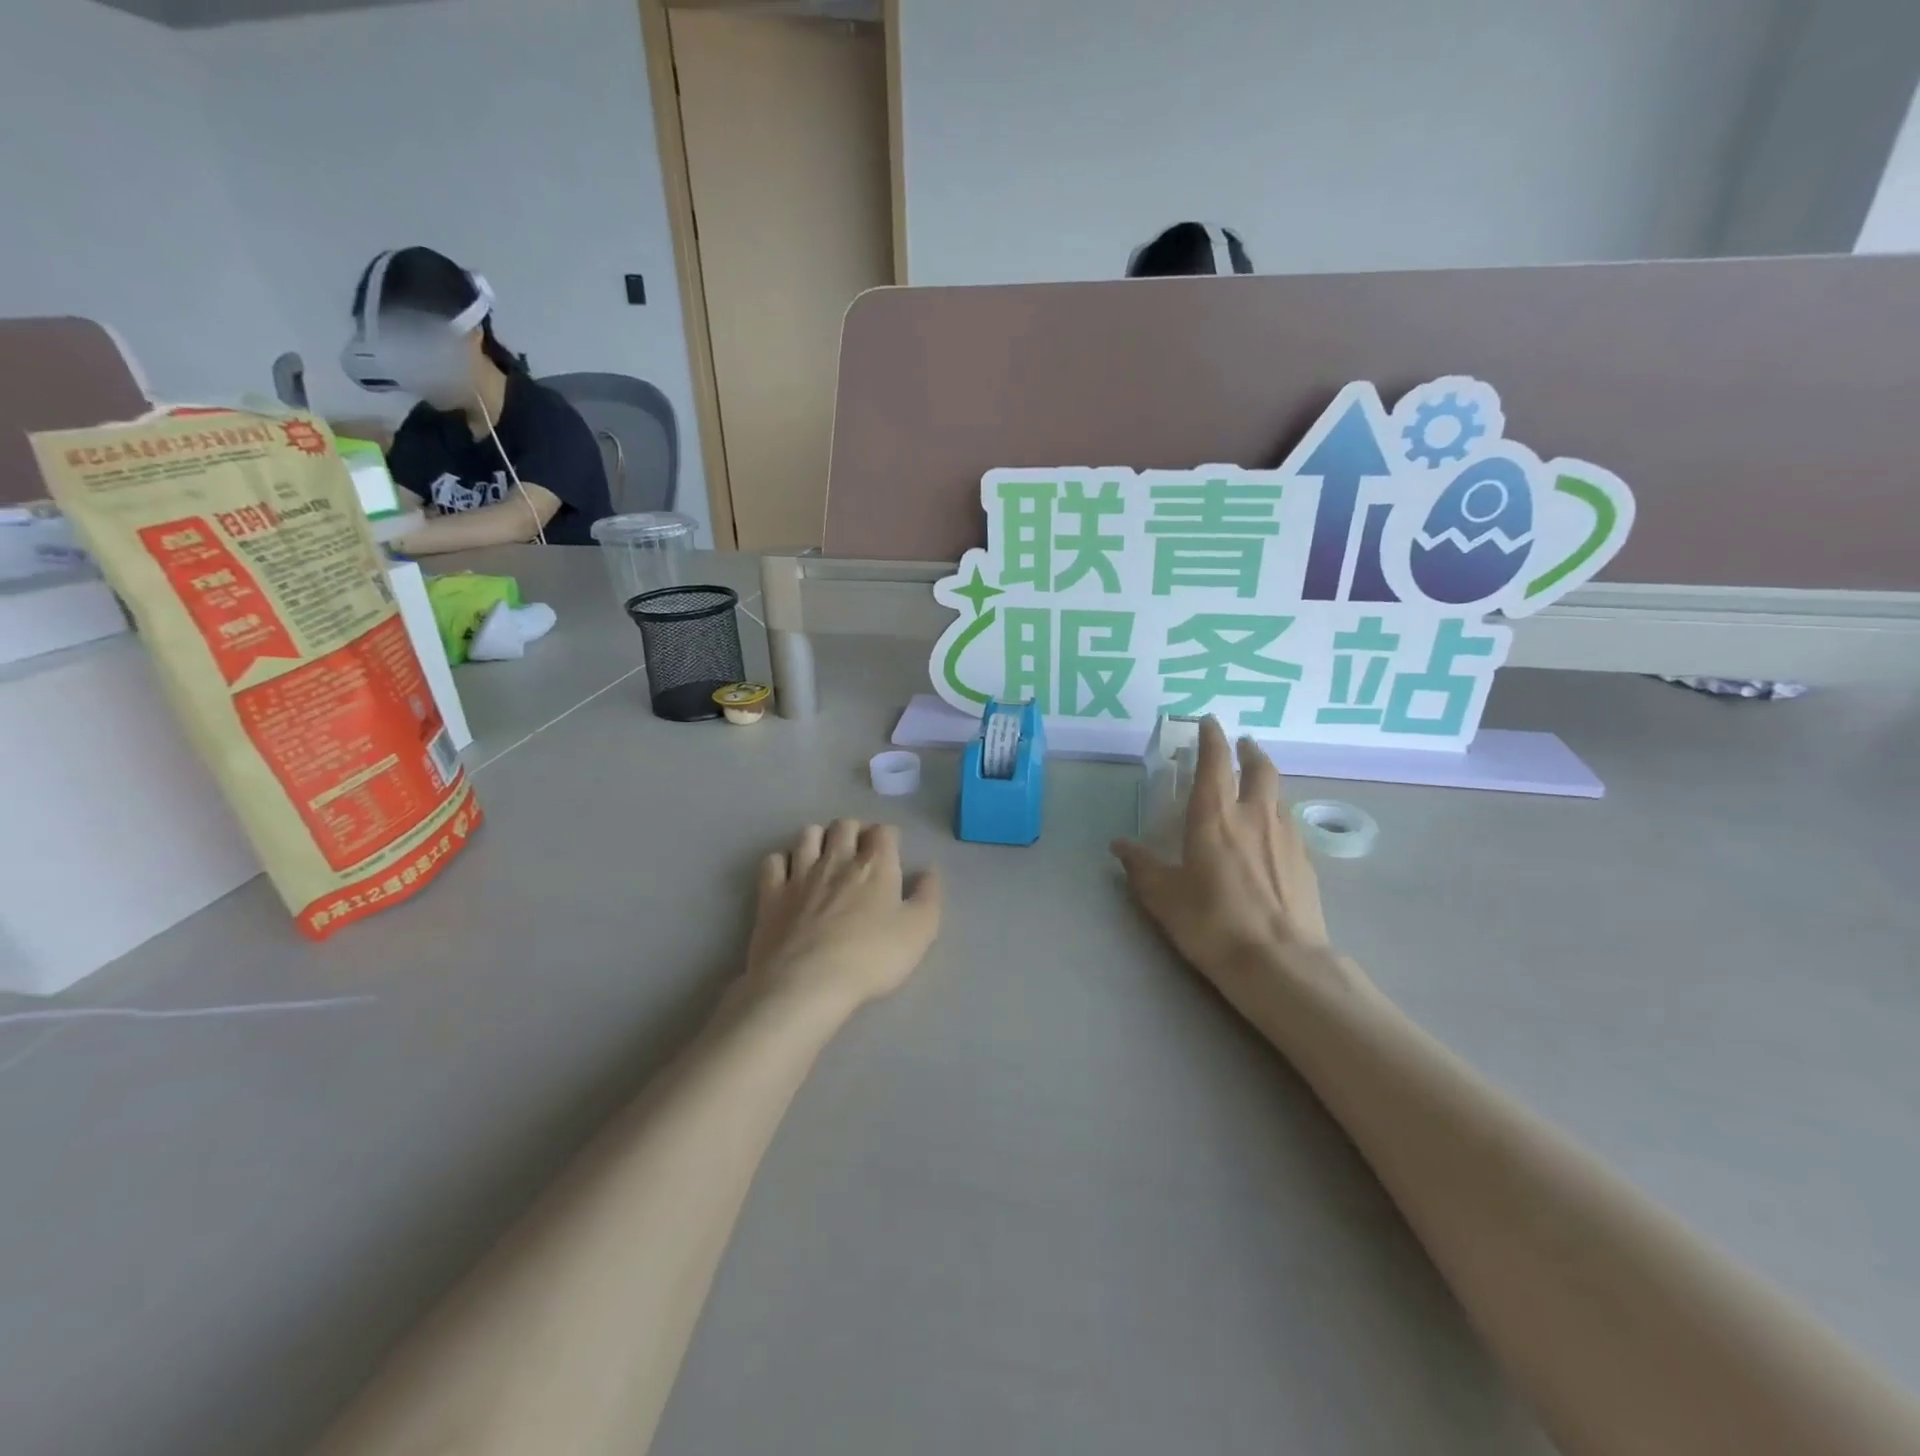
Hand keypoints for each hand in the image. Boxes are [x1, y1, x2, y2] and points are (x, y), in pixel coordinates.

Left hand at [746, 820, 943, 1010]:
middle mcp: (837, 859)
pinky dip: (782, 862)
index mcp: (875, 865)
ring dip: (819, 839)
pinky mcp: (770, 893)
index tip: (891, 852)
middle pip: (845, 825)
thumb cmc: (870, 958)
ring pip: (808, 835)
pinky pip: (773, 860)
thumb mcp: (919, 932)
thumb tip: (929, 870)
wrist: (806, 984)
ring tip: (824, 857)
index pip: (883, 831)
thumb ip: (929, 896)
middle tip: (859, 852)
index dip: (888, 837)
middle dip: (854, 831)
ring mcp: (800, 874)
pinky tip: (789, 876)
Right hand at [1112, 718, 1334, 989]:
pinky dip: (1278, 816)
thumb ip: (1141, 866)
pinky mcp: (1306, 861)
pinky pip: (1290, 824)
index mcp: (1214, 817)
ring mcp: (1287, 837)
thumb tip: (1119, 845)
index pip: (1215, 762)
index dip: (1211, 738)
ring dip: (1266, 782)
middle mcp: (1254, 816)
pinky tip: (1271, 835)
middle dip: (1249, 750)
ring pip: (1278, 794)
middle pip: (1259, 768)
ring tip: (1255, 788)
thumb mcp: (1163, 897)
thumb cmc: (1212, 923)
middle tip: (1242, 743)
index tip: (1209, 722)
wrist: (1280, 963)